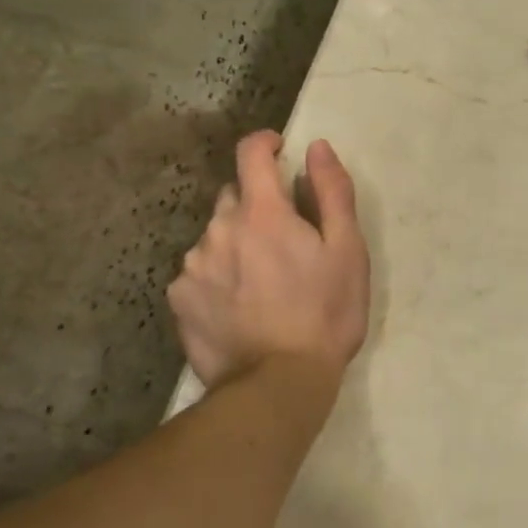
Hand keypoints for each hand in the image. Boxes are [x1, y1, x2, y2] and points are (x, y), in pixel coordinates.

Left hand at [169, 132, 370, 389]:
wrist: (278, 384)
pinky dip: (217, 276)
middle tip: (284, 240)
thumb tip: (316, 147)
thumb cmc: (325, 314)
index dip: (265, 144)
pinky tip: (238, 306)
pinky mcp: (179, 300)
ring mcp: (193, 266)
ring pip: (215, 237)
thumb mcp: (348, 252)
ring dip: (236, 243)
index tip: (279, 150)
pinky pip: (198, 272)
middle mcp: (218, 229)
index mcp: (261, 213)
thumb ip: (332, 193)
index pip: (251, 154)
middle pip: (234, 198)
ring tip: (262, 282)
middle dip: (257, 206)